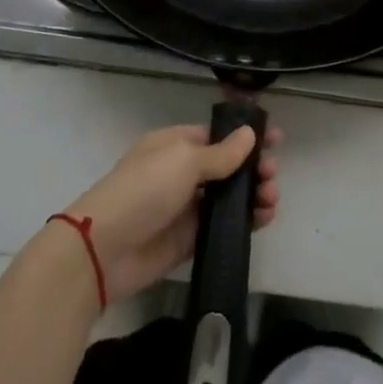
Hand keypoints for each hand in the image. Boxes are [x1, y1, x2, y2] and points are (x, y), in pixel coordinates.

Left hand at [61, 122, 281, 302]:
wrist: (106, 249)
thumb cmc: (144, 189)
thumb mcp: (184, 161)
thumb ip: (221, 153)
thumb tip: (249, 134)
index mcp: (175, 145)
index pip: (217, 135)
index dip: (245, 136)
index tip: (276, 139)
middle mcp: (182, 172)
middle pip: (227, 166)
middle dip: (254, 167)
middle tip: (272, 176)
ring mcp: (186, 207)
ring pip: (229, 196)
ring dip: (253, 194)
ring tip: (271, 199)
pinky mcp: (190, 239)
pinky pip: (223, 225)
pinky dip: (245, 221)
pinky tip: (264, 219)